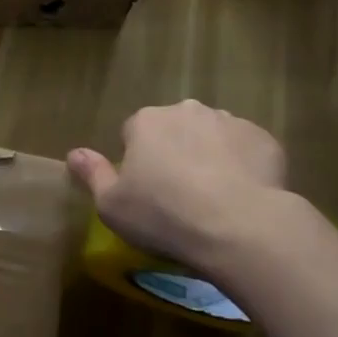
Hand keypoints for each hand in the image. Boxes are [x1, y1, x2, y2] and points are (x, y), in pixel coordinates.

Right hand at [68, 100, 286, 276]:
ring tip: (217, 201)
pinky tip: (245, 199)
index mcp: (147, 121)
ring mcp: (228, 120)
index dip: (139, 164)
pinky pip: (247, 150)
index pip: (134, 134)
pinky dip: (245, 168)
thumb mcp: (113, 206)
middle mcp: (186, 110)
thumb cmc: (166, 216)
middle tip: (181, 198)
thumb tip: (74, 153)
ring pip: (212, 137)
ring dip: (211, 158)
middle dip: (176, 154)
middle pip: (175, 130)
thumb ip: (93, 174)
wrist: (241, 226)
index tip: (148, 195)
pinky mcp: (263, 139)